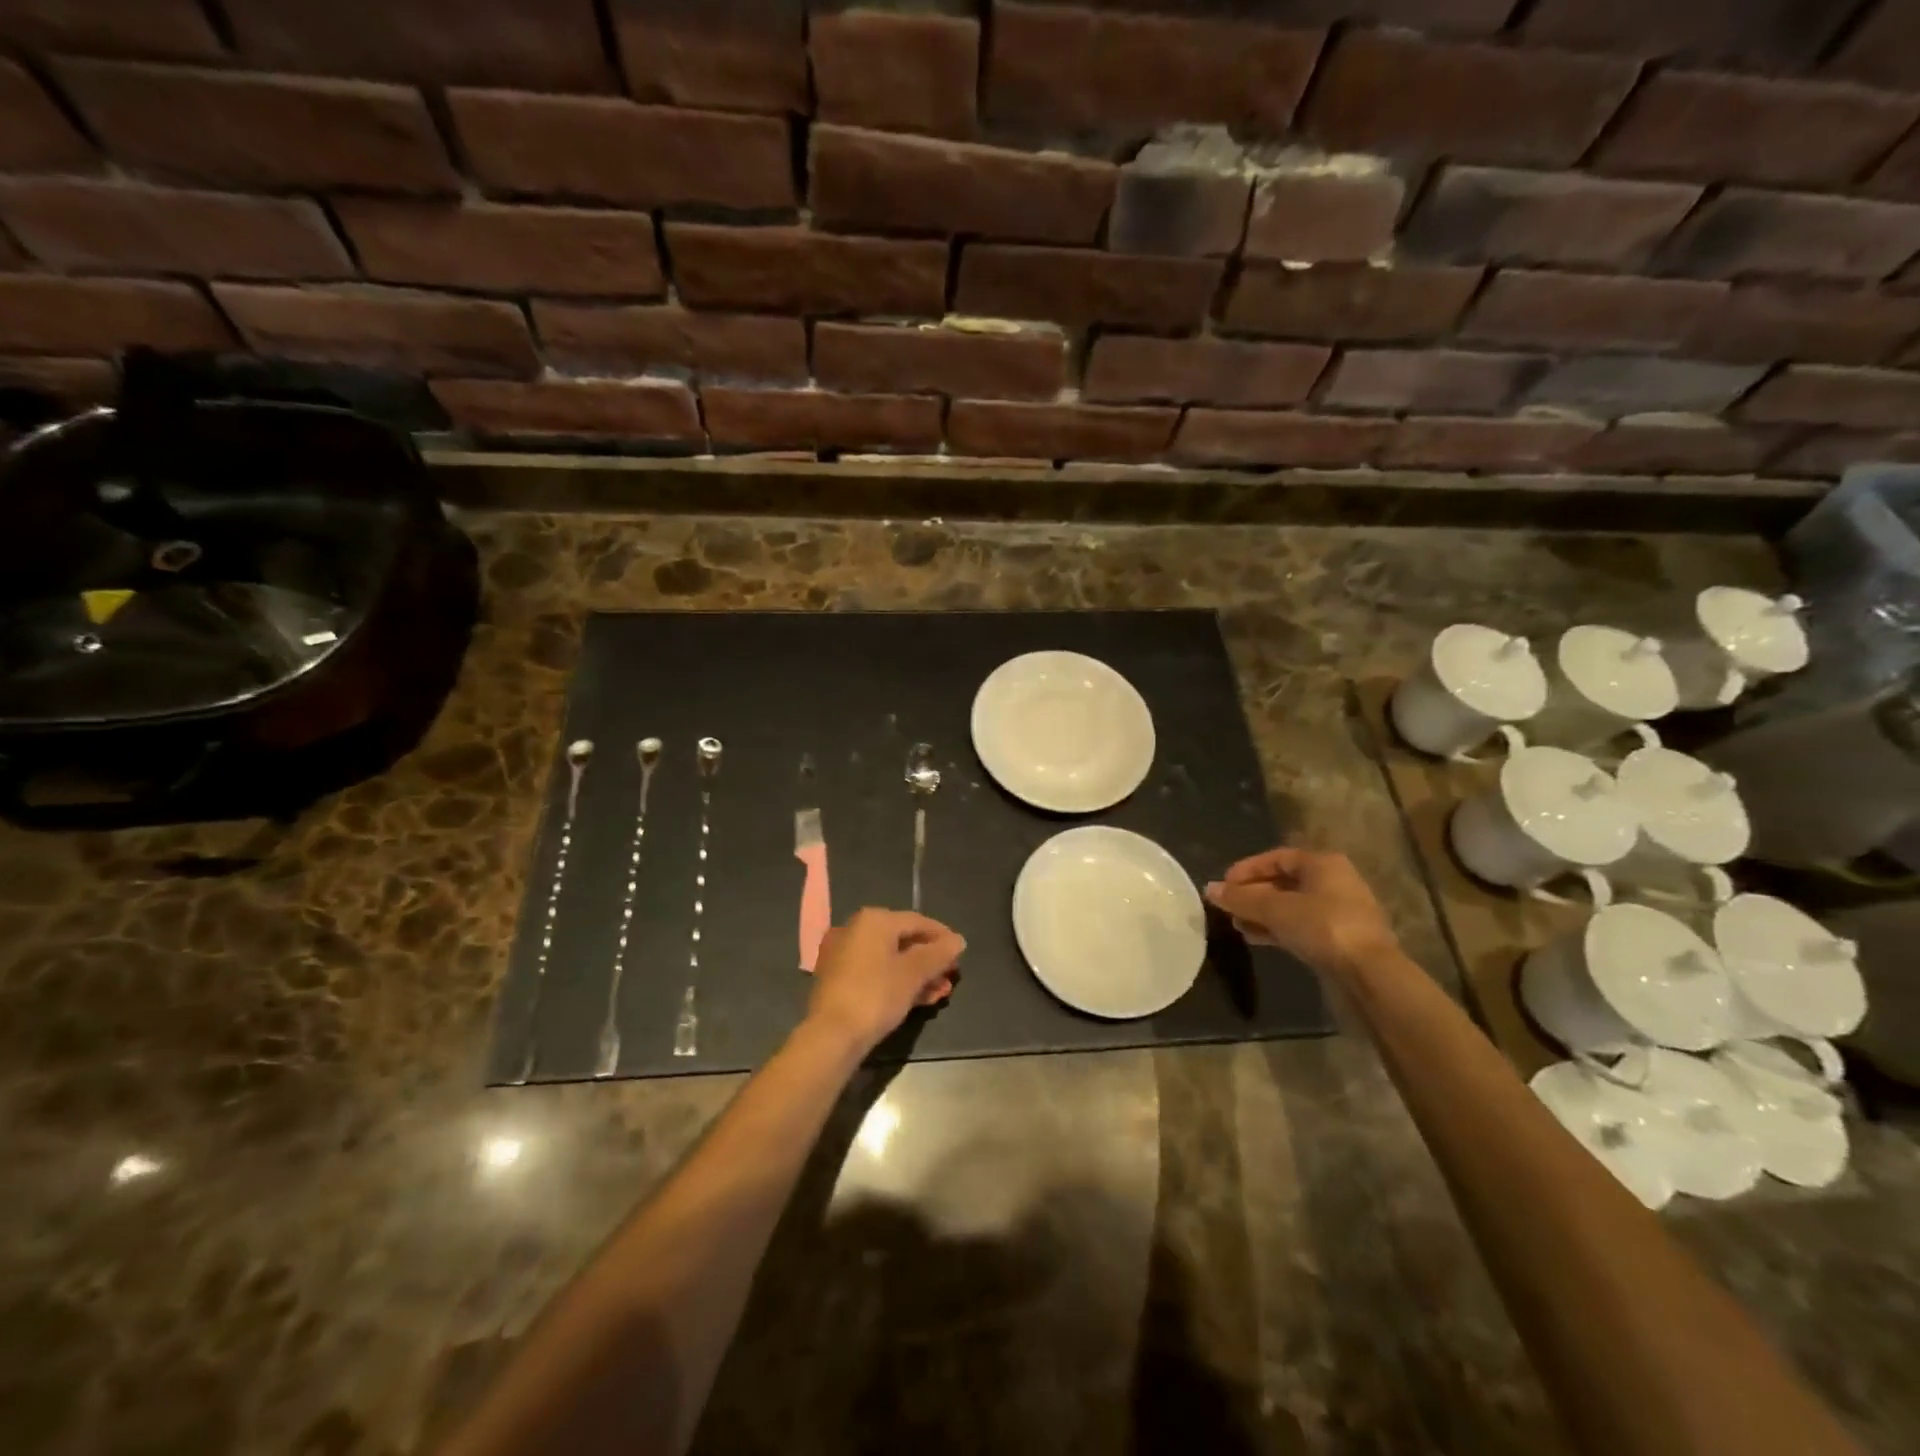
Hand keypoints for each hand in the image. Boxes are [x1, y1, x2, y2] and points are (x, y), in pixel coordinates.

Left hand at [806, 908, 965, 1053]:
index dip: (942, 936)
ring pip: (889, 959)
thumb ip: (938, 954)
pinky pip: (875, 972)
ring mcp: (843, 954)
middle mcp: (855, 929)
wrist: (831, 1036)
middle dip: (930, 960)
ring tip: (940, 993)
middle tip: (951, 977)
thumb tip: (958, 940)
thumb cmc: (876, 995)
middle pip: (903, 940)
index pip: (917, 921)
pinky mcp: (838, 979)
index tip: (960, 954)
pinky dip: (897, 981)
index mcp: (873, 920)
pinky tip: (918, 999)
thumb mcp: (913, 974)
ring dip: (918, 974)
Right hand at [1205, 847, 1398, 979]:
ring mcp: (1338, 912)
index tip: (1224, 884)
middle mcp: (1334, 882)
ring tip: (1237, 924)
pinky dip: (1277, 929)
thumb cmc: (1323, 928)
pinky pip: (1300, 926)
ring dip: (1262, 913)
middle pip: (1283, 882)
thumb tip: (1209, 889)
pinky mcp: (1338, 939)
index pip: (1277, 857)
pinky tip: (1255, 938)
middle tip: (1228, 906)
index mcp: (1323, 864)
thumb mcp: (1275, 909)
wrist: (1369, 975)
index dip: (1248, 869)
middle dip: (1253, 894)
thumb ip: (1241, 899)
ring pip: (1291, 906)